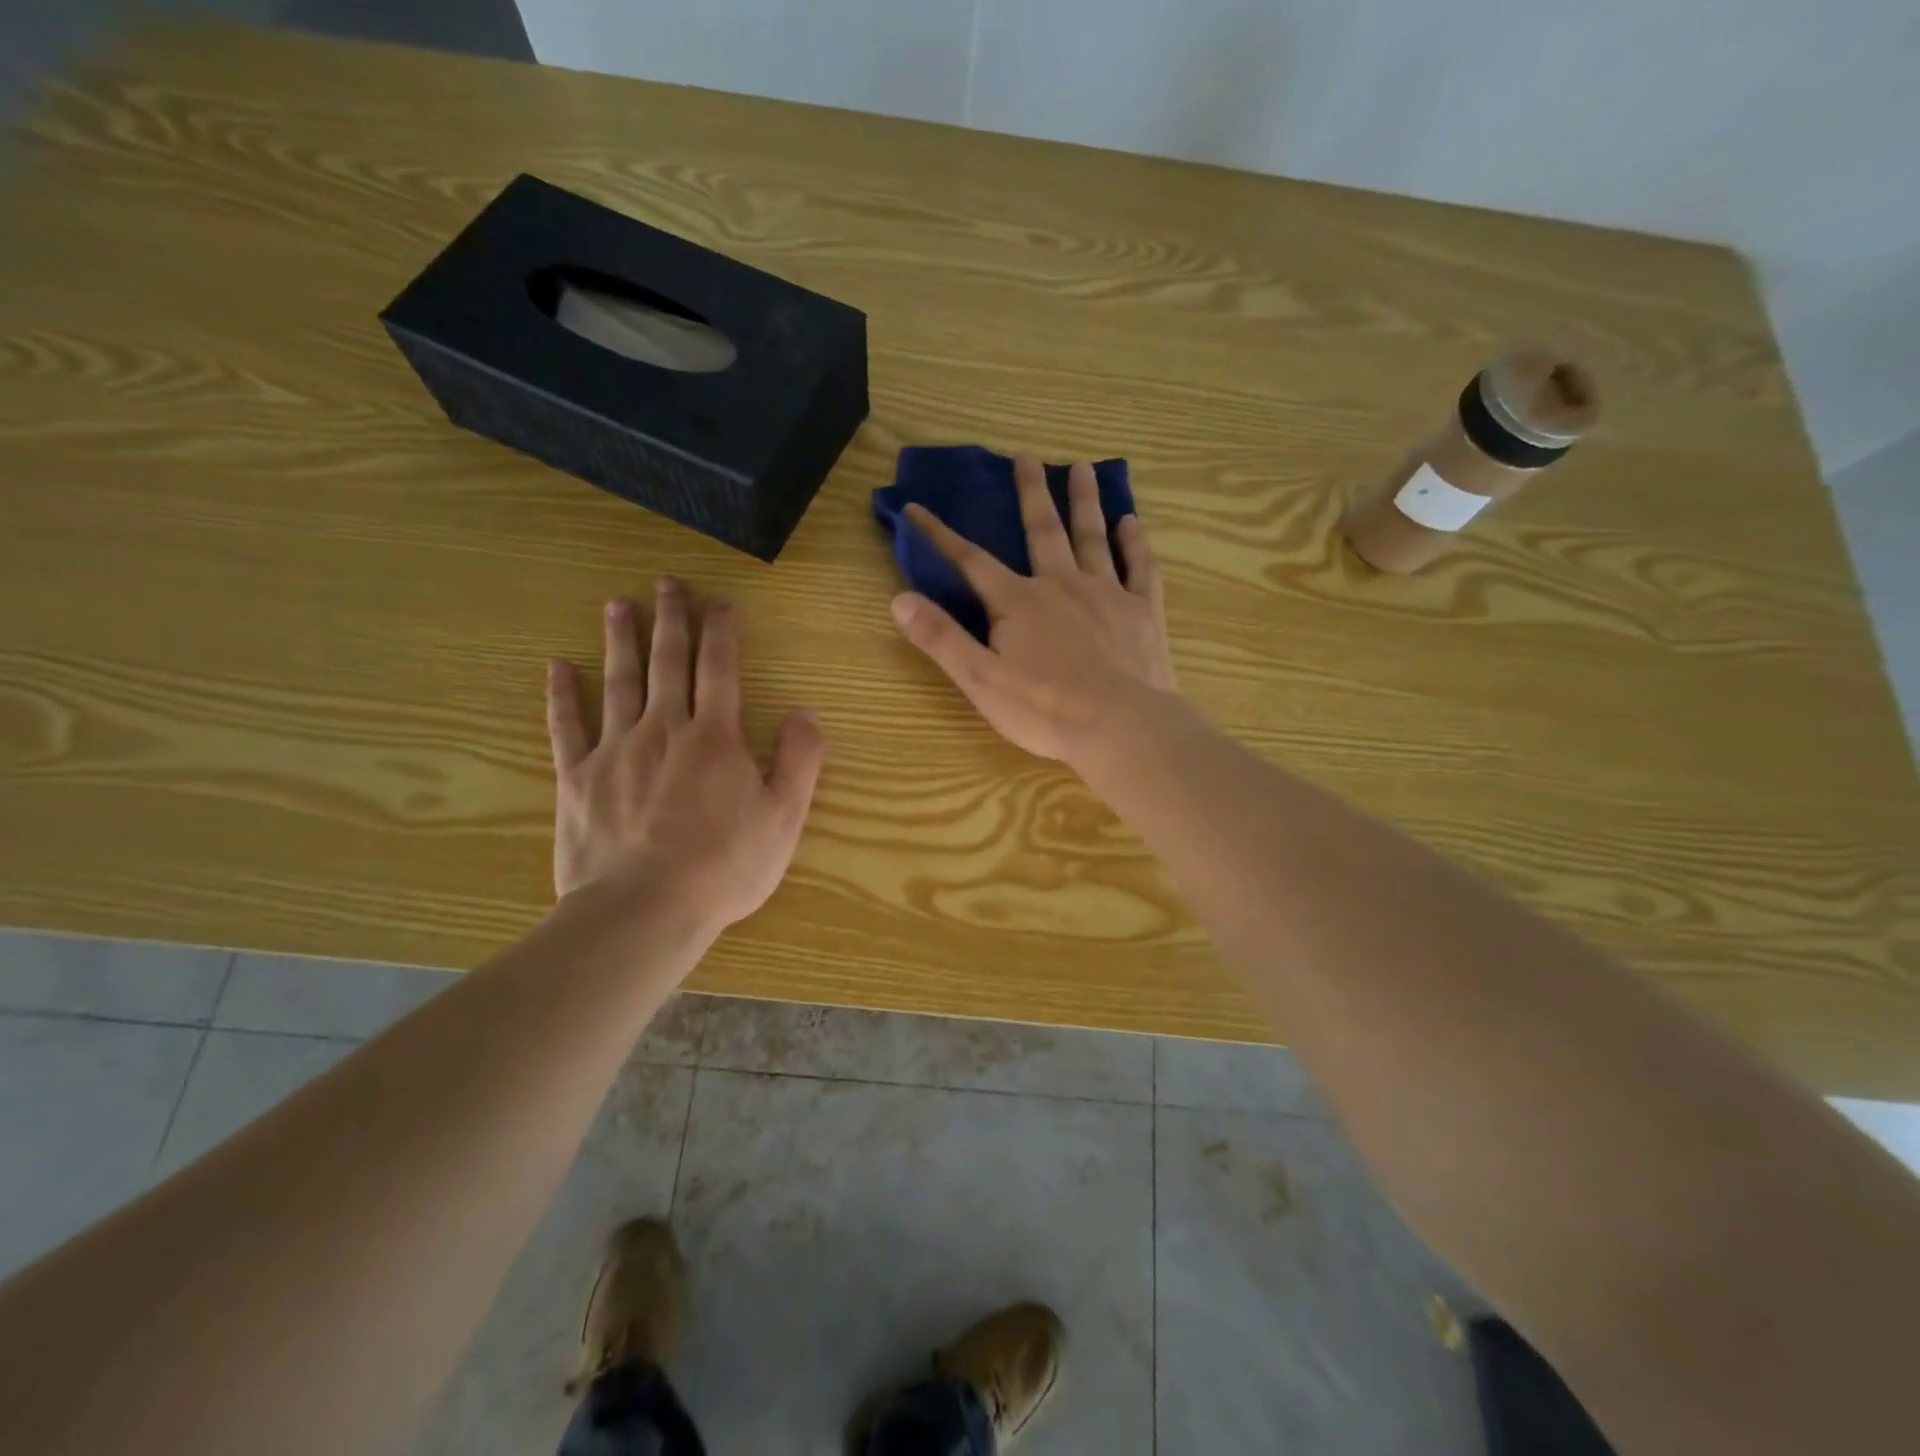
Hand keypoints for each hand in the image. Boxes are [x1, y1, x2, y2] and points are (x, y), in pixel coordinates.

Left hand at [545, 580, 825, 930]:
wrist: (643, 910)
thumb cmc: (724, 867)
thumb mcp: (784, 818)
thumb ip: (799, 761)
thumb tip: (805, 712)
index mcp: (715, 739)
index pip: (721, 669)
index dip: (722, 631)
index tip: (721, 601)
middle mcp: (664, 730)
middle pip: (668, 663)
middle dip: (670, 620)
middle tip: (666, 583)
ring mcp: (615, 751)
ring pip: (618, 683)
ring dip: (620, 641)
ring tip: (617, 605)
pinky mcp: (577, 778)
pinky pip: (566, 727)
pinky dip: (561, 695)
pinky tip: (557, 667)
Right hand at [890, 454, 1177, 764]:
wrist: (1121, 726)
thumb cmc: (1045, 709)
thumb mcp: (980, 679)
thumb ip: (941, 638)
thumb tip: (899, 599)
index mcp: (1019, 602)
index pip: (971, 561)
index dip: (940, 535)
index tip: (915, 508)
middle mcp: (1062, 584)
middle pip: (1043, 530)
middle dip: (1031, 493)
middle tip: (1027, 456)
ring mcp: (1108, 593)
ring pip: (1092, 537)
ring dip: (1085, 502)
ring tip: (1082, 469)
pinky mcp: (1143, 611)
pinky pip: (1140, 567)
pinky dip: (1135, 543)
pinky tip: (1132, 522)